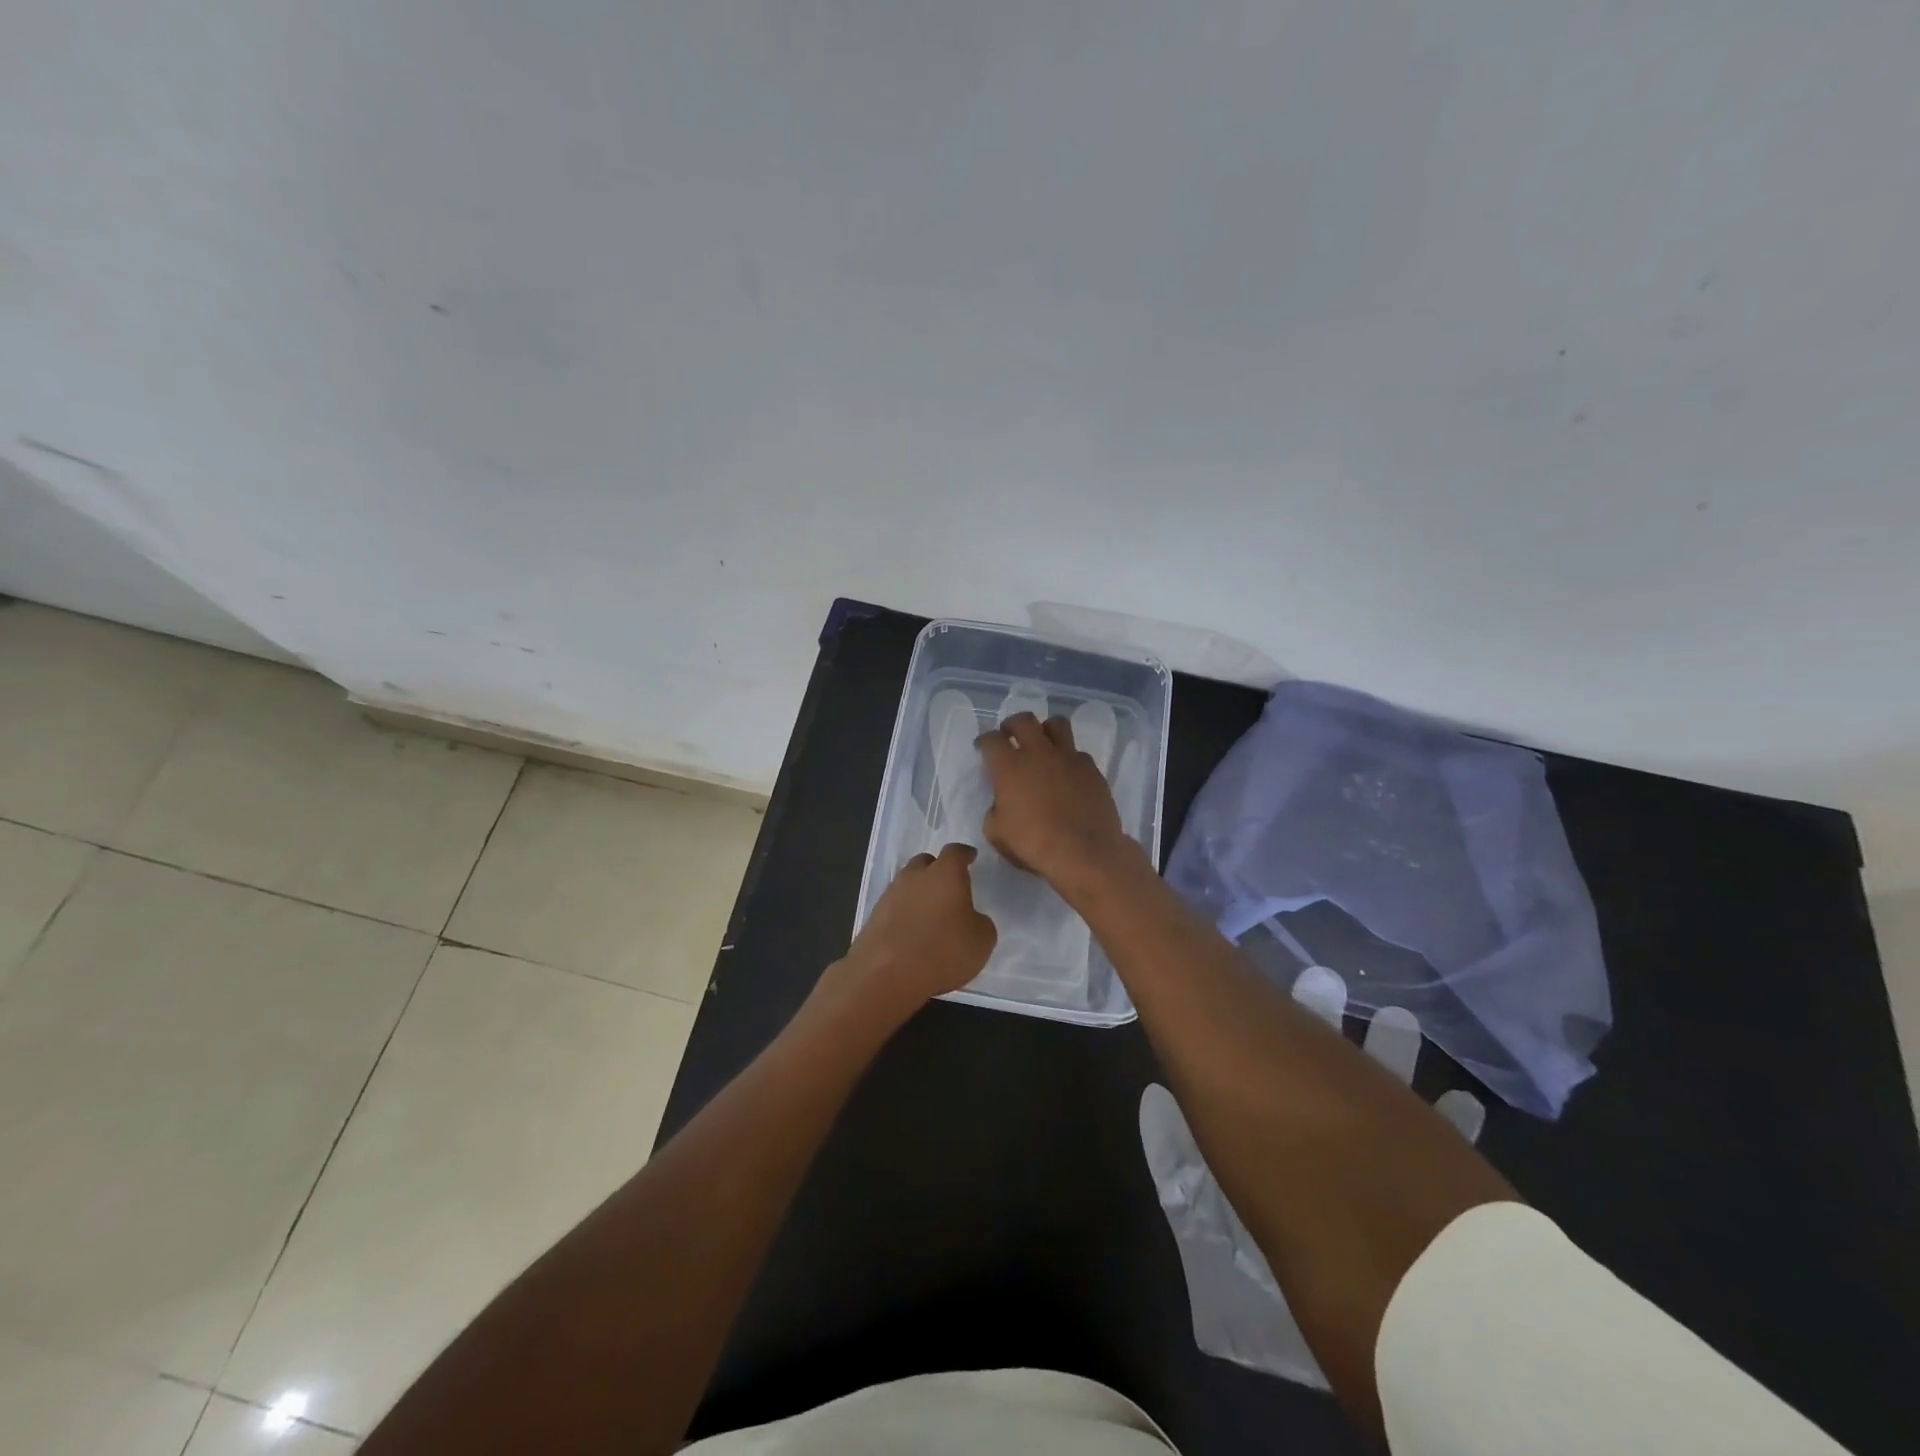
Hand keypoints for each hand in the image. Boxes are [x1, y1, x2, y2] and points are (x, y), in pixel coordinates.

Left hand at [834, 842, 996, 1016]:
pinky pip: (895, 906)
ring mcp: (890, 894)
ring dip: (919, 892)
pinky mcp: (874, 916)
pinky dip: (905, 913)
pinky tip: (912, 931)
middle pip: (926, 862)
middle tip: (949, 887)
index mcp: (945, 874)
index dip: (964, 854)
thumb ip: (980, 922)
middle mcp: (915, 876)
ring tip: (930, 913)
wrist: (885, 975)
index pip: (956, 852)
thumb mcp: (982, 941)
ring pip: (908, 883)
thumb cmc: (942, 951)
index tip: (970, 857)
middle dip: (938, 870)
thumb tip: (971, 919)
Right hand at [975, 712, 1133, 889]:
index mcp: (1009, 766)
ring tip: (1043, 744)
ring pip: (1057, 724)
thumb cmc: (1033, 844)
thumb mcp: (997, 833)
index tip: (983, 748)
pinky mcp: (1091, 769)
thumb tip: (1002, 803)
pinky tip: (1068, 774)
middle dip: (1013, 724)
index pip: (991, 740)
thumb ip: (995, 810)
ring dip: (1045, 730)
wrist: (1083, 852)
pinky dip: (1069, 758)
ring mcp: (1068, 758)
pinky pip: (1078, 753)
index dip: (984, 741)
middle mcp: (1038, 753)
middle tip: (1010, 735)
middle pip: (1023, 720)